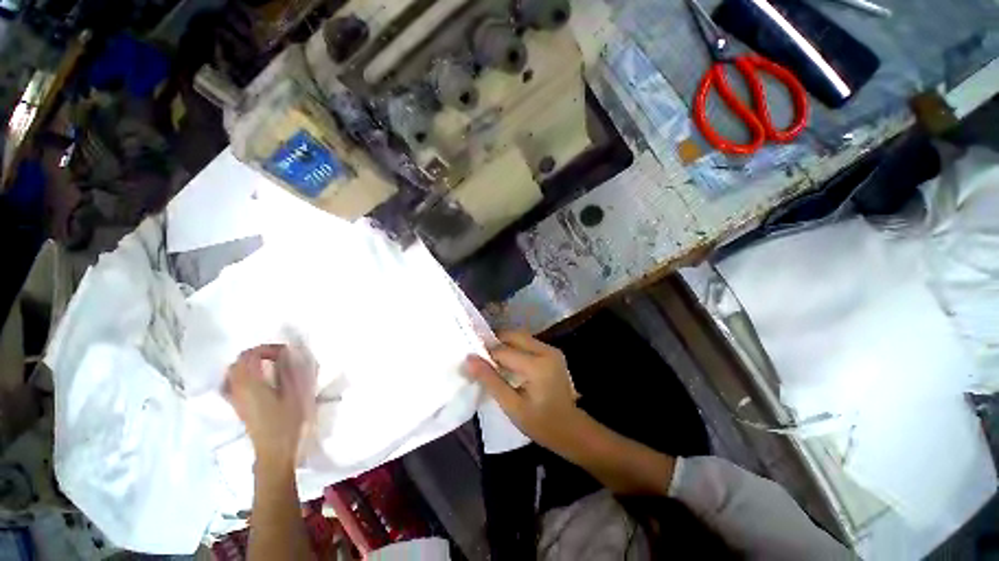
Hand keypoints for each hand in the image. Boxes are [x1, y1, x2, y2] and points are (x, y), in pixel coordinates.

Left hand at [224, 344, 314, 472]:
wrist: (275, 451)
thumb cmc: (288, 421)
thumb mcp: (295, 394)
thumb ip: (288, 371)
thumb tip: (286, 353)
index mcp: (250, 384)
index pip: (250, 355)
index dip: (267, 349)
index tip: (286, 352)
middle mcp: (237, 389)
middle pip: (238, 362)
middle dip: (257, 354)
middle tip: (279, 356)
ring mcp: (235, 399)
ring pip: (233, 373)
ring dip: (249, 364)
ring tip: (269, 366)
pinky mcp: (238, 407)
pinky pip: (232, 384)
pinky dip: (242, 376)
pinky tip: (256, 381)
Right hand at [464, 332, 583, 454]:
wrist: (570, 429)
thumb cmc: (540, 423)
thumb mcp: (512, 406)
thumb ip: (490, 380)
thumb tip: (469, 359)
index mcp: (537, 365)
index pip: (503, 351)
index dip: (485, 354)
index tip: (472, 361)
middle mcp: (546, 350)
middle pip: (513, 335)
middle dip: (495, 342)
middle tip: (481, 357)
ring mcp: (551, 349)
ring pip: (521, 337)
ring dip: (504, 343)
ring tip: (492, 360)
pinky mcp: (552, 352)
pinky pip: (528, 342)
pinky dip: (515, 347)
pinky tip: (508, 361)